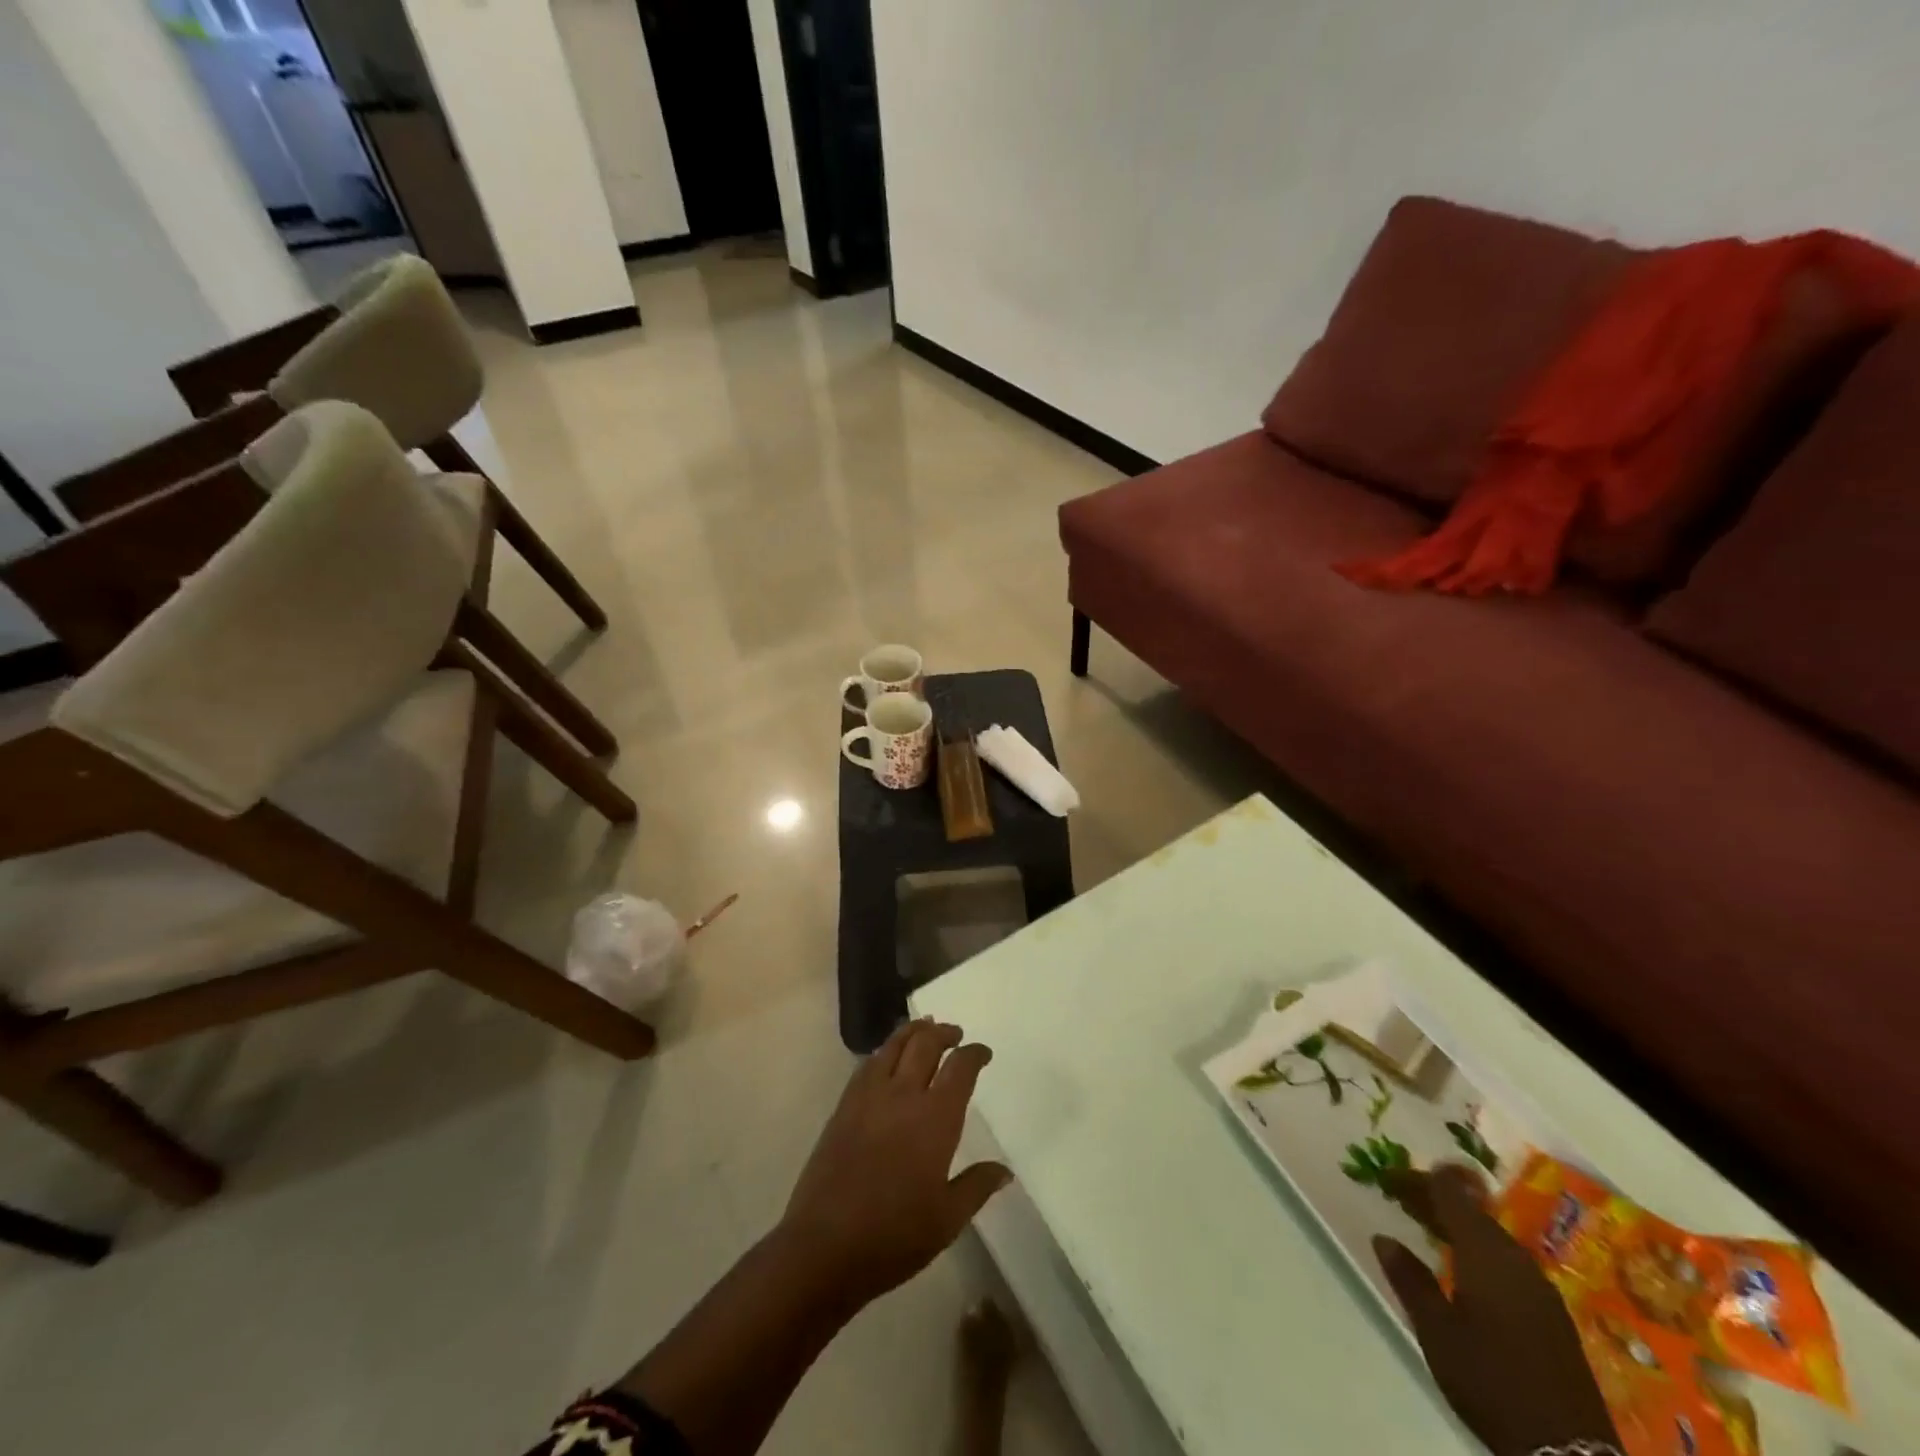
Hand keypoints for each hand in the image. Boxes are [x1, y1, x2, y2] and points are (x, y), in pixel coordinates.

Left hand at [779, 1019, 1012, 1309]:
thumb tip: (1004, 1170)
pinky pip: (868, 1064)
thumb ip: (977, 1187)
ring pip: (894, 1045)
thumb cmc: (894, 1236)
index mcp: (935, 1118)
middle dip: (944, 1033)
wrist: (824, 1246)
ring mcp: (869, 1097)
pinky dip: (884, 1051)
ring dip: (913, 1031)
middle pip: (926, 1044)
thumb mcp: (947, 1220)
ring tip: (924, 1029)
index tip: (983, 1052)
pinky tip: (887, 1058)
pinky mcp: (844, 1107)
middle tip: (955, 1034)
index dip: (974, 1054)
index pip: (960, 1068)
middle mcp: (903, 1095)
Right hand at [1372, 1165, 1619, 1455]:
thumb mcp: (1436, 1331)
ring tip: (1427, 1227)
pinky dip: (1478, 1249)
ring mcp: (1539, 1288)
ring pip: (1491, 1236)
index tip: (1388, 1176)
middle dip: (1435, 1199)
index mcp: (1485, 1252)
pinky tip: (1465, 1267)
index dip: (1418, 1179)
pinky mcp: (1551, 1314)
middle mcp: (1516, 1259)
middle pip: (1472, 1211)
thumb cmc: (1491, 1381)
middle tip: (1400, 1198)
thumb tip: (1384, 1238)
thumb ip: (1410, 1280)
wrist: (1568, 1454)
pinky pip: (1507, 1261)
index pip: (1450, 1193)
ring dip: (1457, 1224)